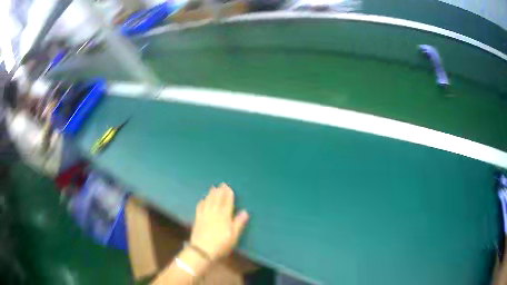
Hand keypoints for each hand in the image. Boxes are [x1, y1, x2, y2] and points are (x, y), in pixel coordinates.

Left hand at [190, 183, 248, 260]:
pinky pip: (200, 207)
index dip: (228, 195)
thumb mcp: (234, 236)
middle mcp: (214, 212)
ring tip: (213, 188)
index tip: (229, 188)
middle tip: (222, 184)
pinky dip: (202, 201)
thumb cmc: (221, 244)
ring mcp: (204, 215)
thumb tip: (245, 212)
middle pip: (217, 199)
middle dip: (220, 191)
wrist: (202, 250)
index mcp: (224, 216)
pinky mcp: (197, 219)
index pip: (227, 202)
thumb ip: (239, 223)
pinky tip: (203, 199)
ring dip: (211, 194)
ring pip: (208, 201)